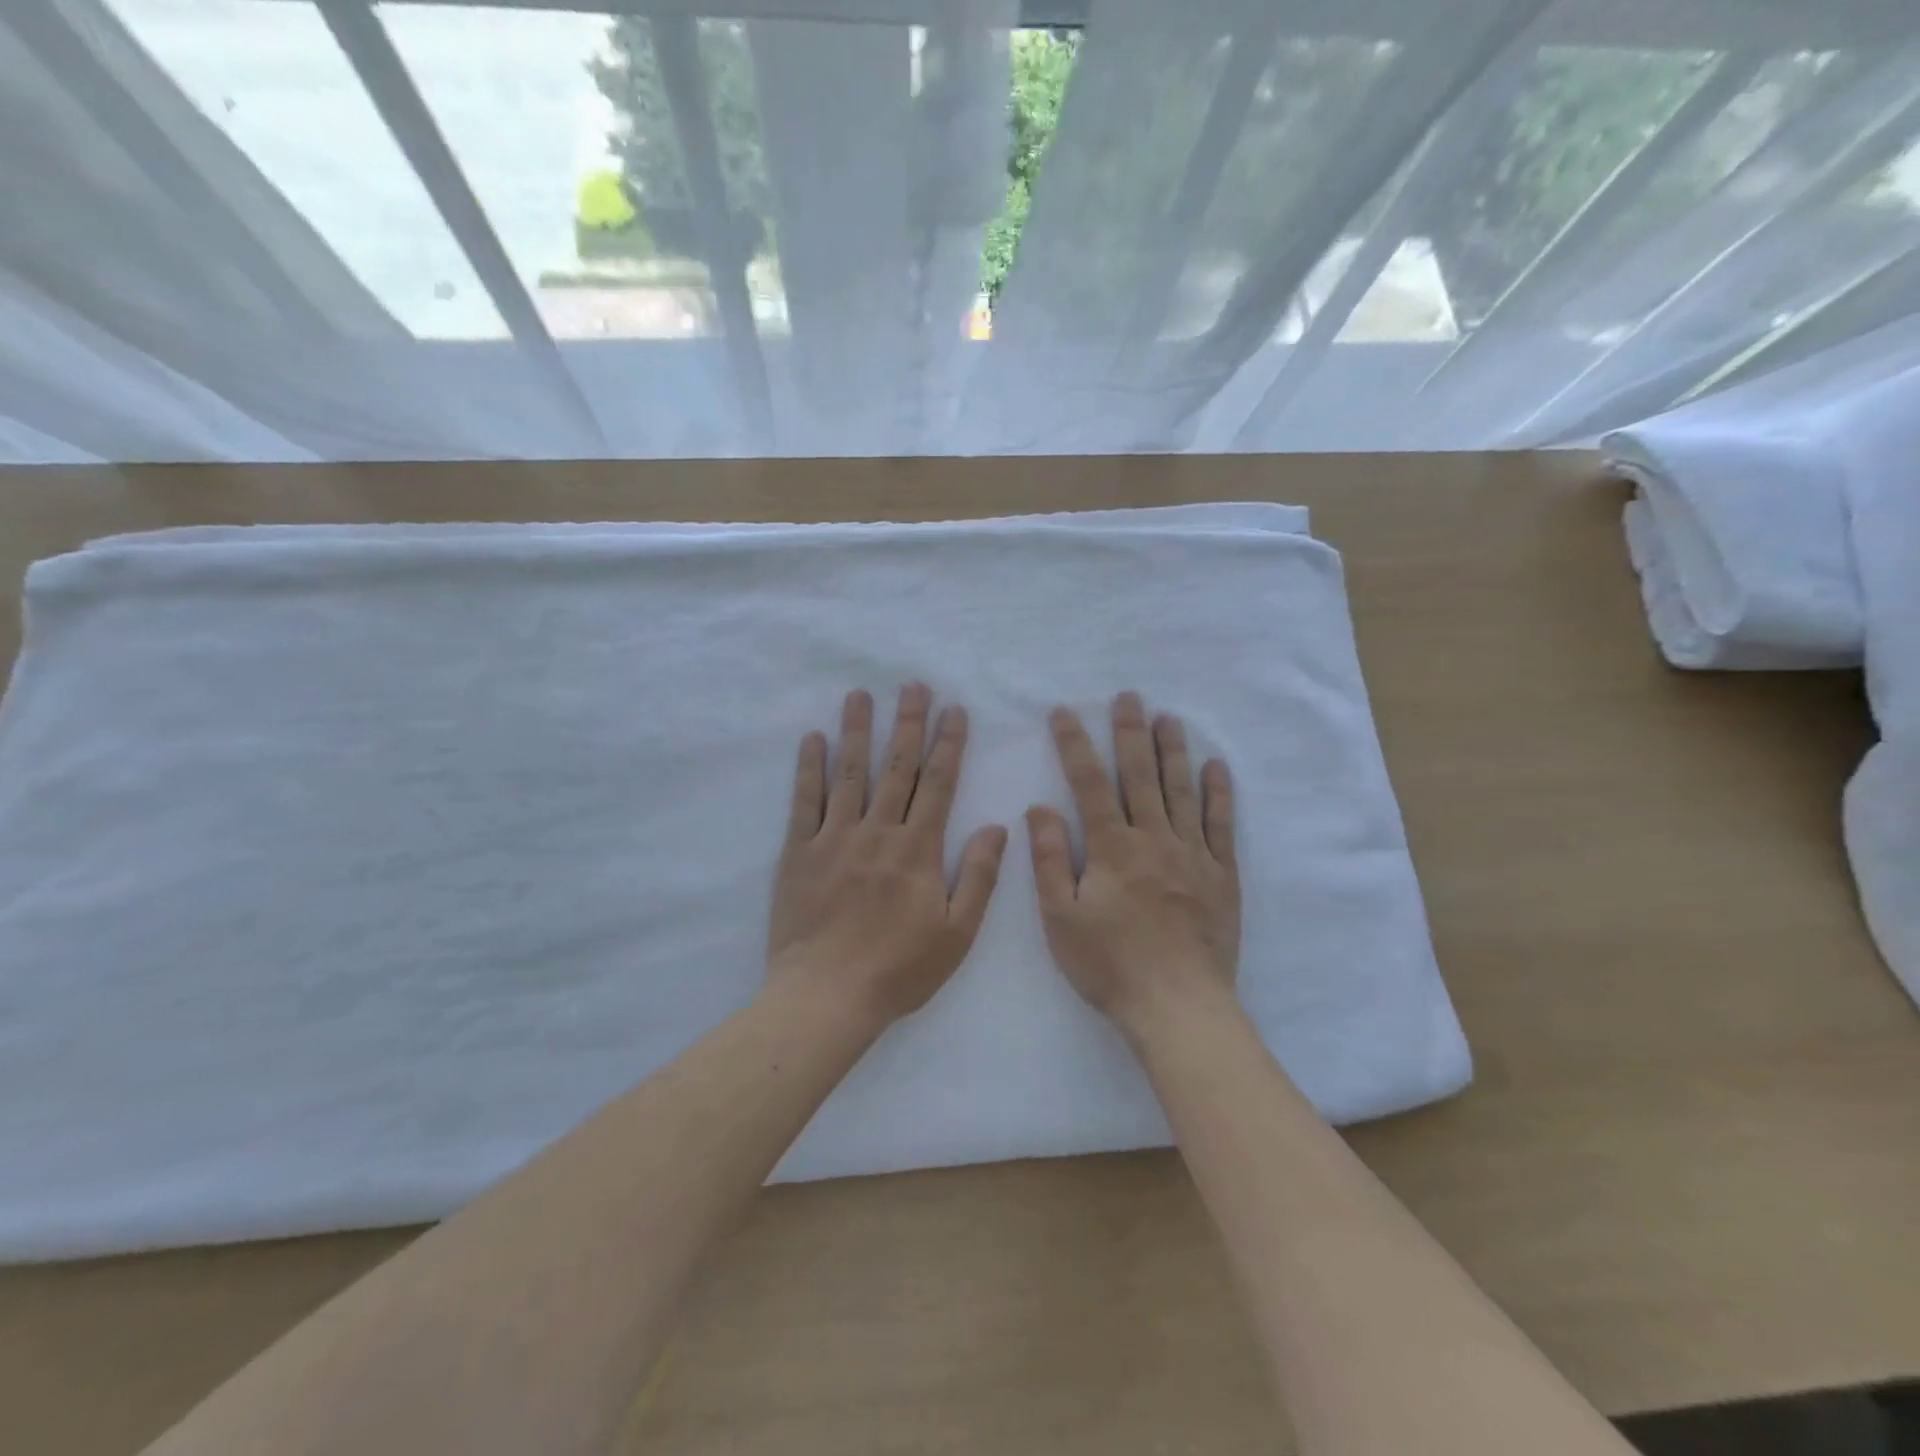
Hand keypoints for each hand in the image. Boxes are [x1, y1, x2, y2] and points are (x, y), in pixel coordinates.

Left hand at [768, 685, 1007, 1034]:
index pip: (939, 784)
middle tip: (913, 685)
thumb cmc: (899, 969)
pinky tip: (813, 738)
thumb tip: (999, 827)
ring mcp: (834, 838)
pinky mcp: (799, 852)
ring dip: (857, 730)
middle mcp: (878, 832)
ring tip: (861, 695)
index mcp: (918, 850)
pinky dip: (809, 768)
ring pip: (850, 773)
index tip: (954, 710)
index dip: (948, 743)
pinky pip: (804, 801)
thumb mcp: (957, 933)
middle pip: (896, 767)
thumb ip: (979, 876)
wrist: (827, 997)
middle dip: (908, 723)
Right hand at [1027, 693, 1239, 1036]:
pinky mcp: (1221, 874)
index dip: (1074, 745)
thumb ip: (1051, 859)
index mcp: (1112, 848)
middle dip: (1130, 733)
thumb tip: (1039, 808)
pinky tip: (1215, 767)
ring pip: (1181, 791)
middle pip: (1139, 775)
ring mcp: (1192, 854)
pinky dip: (1218, 793)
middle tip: (1128, 696)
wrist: (1178, 1006)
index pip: (1089, 784)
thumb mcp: (1061, 918)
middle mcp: (1153, 839)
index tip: (1065, 712)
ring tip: (1168, 717)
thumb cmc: (1110, 965)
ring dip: (1173, 751)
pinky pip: (1220, 824)